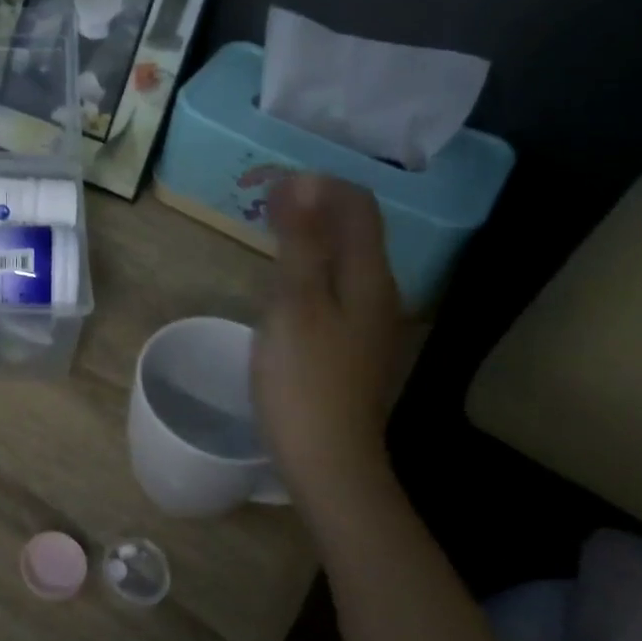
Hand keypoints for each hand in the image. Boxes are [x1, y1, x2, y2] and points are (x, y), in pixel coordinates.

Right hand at [252, 174, 402, 492]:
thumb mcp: (295, 303)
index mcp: (370, 276)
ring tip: (267, 233)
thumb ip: (300, 242)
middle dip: (313, 205)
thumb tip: (299, 182)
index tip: (267, 184)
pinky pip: (335, 285)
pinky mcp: (353, 343)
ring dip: (310, 235)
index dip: (316, 184)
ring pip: (344, 258)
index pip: (356, 205)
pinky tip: (283, 282)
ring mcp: (369, 320)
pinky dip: (309, 267)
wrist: (328, 458)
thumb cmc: (304, 378)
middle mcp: (380, 291)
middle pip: (354, 229)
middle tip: (261, 203)